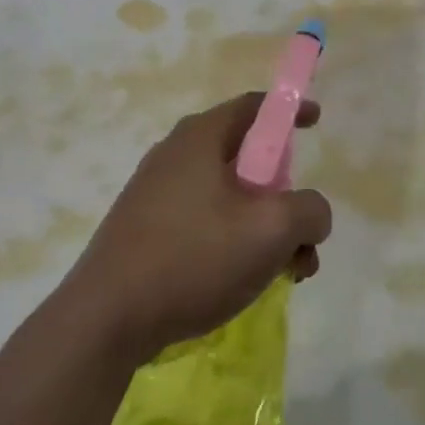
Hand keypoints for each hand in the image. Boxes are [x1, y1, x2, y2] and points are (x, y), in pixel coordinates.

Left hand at [57, 94, 332, 365]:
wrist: (108, 317)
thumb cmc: (194, 259)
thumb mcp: (272, 230)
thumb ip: (309, 211)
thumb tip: (310, 214)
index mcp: (200, 139)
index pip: (254, 107)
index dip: (289, 111)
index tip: (316, 122)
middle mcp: (174, 156)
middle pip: (246, 159)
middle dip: (285, 196)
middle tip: (305, 233)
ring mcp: (155, 194)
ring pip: (228, 199)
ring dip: (265, 229)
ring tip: (287, 272)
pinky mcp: (145, 230)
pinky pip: (204, 223)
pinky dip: (235, 243)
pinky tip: (246, 282)